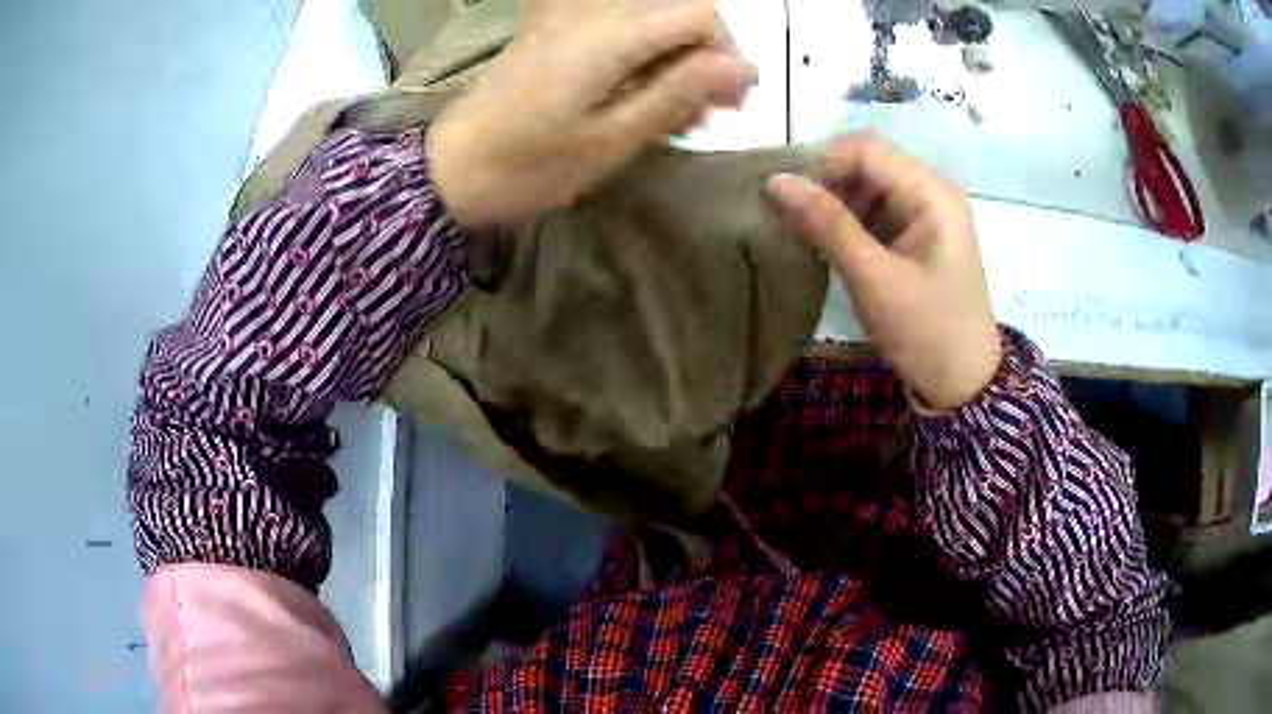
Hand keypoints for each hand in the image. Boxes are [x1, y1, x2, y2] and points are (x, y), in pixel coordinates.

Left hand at [428, 0, 755, 227]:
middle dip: (707, 55)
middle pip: (678, 10)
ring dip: (677, 57)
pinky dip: (643, 55)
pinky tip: (643, 93)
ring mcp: (568, 19)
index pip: (700, 14)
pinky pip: (617, 27)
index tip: (731, 102)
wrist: (448, 170)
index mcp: (610, 36)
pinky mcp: (553, 32)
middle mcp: (592, 13)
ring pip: (651, 18)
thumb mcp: (611, 140)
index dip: (728, 53)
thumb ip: (677, 93)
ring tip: (680, 111)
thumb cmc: (528, 166)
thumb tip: (741, 67)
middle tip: (711, 110)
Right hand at [766, 135, 1000, 409]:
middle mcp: (932, 192)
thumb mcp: (873, 278)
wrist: (963, 385)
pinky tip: (826, 243)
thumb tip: (775, 180)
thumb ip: (826, 224)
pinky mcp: (919, 237)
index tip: (782, 193)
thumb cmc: (925, 332)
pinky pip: (877, 213)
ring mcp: (927, 215)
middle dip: (825, 183)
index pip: (866, 149)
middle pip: (868, 164)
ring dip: (834, 204)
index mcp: (932, 193)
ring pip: (868, 188)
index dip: (821, 161)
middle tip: (786, 215)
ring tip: (801, 231)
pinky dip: (849, 223)